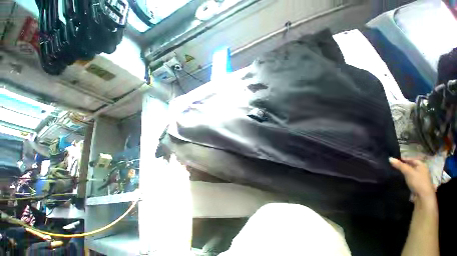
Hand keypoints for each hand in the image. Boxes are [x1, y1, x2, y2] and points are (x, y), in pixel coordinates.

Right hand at [389, 158, 435, 201]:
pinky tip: (398, 177)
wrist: (422, 196)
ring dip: (402, 171)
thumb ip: (399, 165)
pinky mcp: (415, 184)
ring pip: (409, 172)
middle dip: (402, 165)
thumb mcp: (408, 172)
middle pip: (410, 166)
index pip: (412, 159)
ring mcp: (418, 178)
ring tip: (393, 170)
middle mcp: (421, 170)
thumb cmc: (418, 181)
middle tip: (392, 164)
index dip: (404, 159)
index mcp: (422, 166)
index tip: (394, 159)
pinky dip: (403, 176)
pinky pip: (408, 177)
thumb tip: (390, 158)